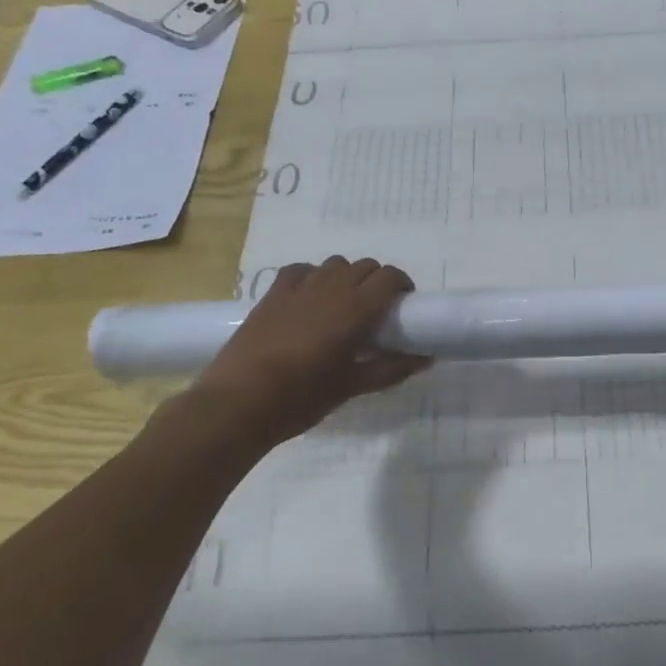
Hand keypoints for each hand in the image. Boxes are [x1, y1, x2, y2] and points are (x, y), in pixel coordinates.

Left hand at [189, 257, 428, 446]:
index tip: (403, 305)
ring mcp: (299, 287)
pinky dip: (314, 276)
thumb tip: (426, 359)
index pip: (389, 276)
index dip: (401, 284)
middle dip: (377, 281)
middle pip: (365, 266)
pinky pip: (301, 270)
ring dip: (347, 276)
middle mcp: (331, 287)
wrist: (239, 401)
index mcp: (356, 307)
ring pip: (335, 264)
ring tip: (344, 303)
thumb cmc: (302, 396)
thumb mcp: (352, 386)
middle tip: (377, 309)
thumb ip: (392, 369)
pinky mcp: (273, 293)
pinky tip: (311, 297)